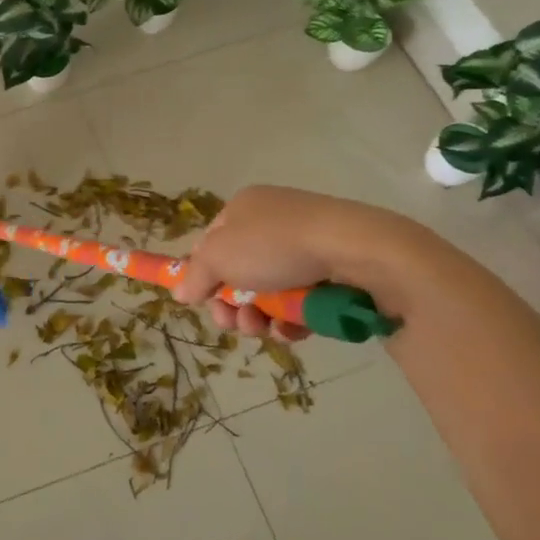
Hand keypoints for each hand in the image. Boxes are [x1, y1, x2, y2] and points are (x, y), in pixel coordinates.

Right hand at [175, 186, 443, 339]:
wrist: (358, 251)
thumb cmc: (277, 245)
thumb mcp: (220, 257)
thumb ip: (195, 275)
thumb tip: (181, 292)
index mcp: (244, 208)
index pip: (211, 243)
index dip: (204, 274)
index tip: (203, 301)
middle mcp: (273, 222)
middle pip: (238, 272)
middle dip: (232, 304)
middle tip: (234, 323)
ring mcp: (305, 247)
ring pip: (268, 293)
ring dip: (259, 318)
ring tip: (264, 330)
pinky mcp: (332, 273)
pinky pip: (300, 302)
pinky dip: (291, 321)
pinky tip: (293, 331)